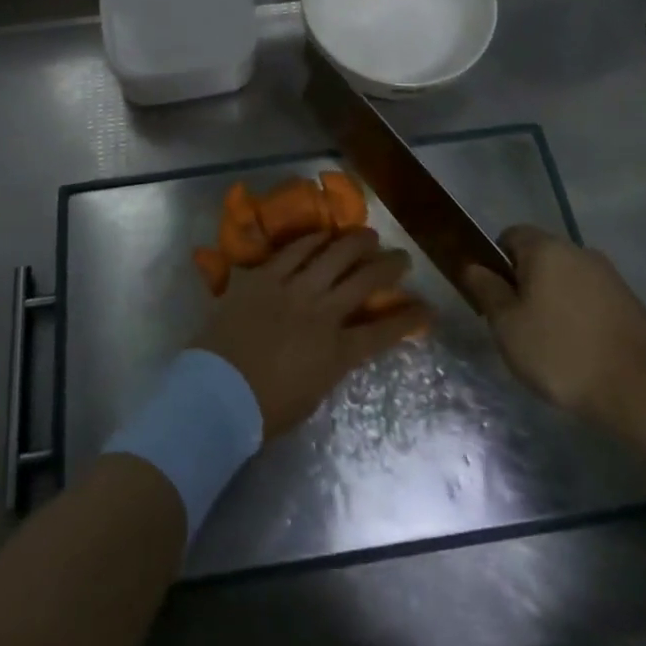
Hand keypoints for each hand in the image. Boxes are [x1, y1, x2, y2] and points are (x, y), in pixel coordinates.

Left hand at [195, 230, 430, 437]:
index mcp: (337, 353)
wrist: (217, 393)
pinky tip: (324, 235)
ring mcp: (292, 290)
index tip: (427, 309)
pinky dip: (312, 241)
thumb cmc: (263, 409)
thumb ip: (330, 364)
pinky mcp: (265, 277)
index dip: (409, 319)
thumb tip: (338, 344)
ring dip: (355, 243)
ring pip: (333, 256)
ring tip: (369, 235)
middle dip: (388, 267)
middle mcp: (322, 314)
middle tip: (401, 257)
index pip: (383, 332)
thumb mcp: (312, 394)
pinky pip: (294, 251)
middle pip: (364, 282)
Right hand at [464, 226, 645, 439]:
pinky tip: (580, 350)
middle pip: (540, 256)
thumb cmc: (561, 352)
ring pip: (566, 278)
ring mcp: (609, 276)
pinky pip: (591, 298)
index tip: (495, 298)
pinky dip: (579, 315)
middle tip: (517, 324)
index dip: (496, 262)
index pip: (510, 235)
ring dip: (553, 300)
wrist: (640, 390)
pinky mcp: (630, 302)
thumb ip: (486, 290)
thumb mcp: (507, 325)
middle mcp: (578, 251)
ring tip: (550, 343)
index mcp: (546, 248)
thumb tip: (473, 266)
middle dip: (525, 283)